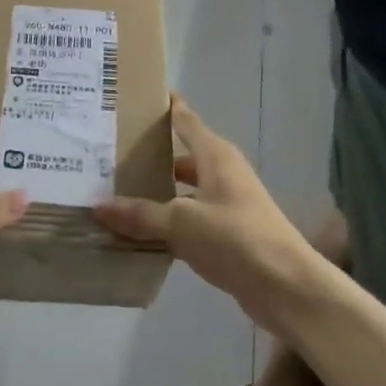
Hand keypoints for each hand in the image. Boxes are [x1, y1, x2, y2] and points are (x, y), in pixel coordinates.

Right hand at [95, 95, 331, 332]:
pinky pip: (188, 220)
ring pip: (182, 191)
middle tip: (108, 154)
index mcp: (216, 156)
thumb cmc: (236, 239)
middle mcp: (222, 174)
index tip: (134, 97)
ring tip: (115, 194)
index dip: (165, 107)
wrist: (287, 287)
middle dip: (148, 156)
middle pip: (180, 157)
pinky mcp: (227, 234)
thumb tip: (98, 205)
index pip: (186, 120)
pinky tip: (139, 233)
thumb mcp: (181, 223)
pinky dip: (166, 223)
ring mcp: (227, 205)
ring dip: (155, 193)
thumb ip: (140, 214)